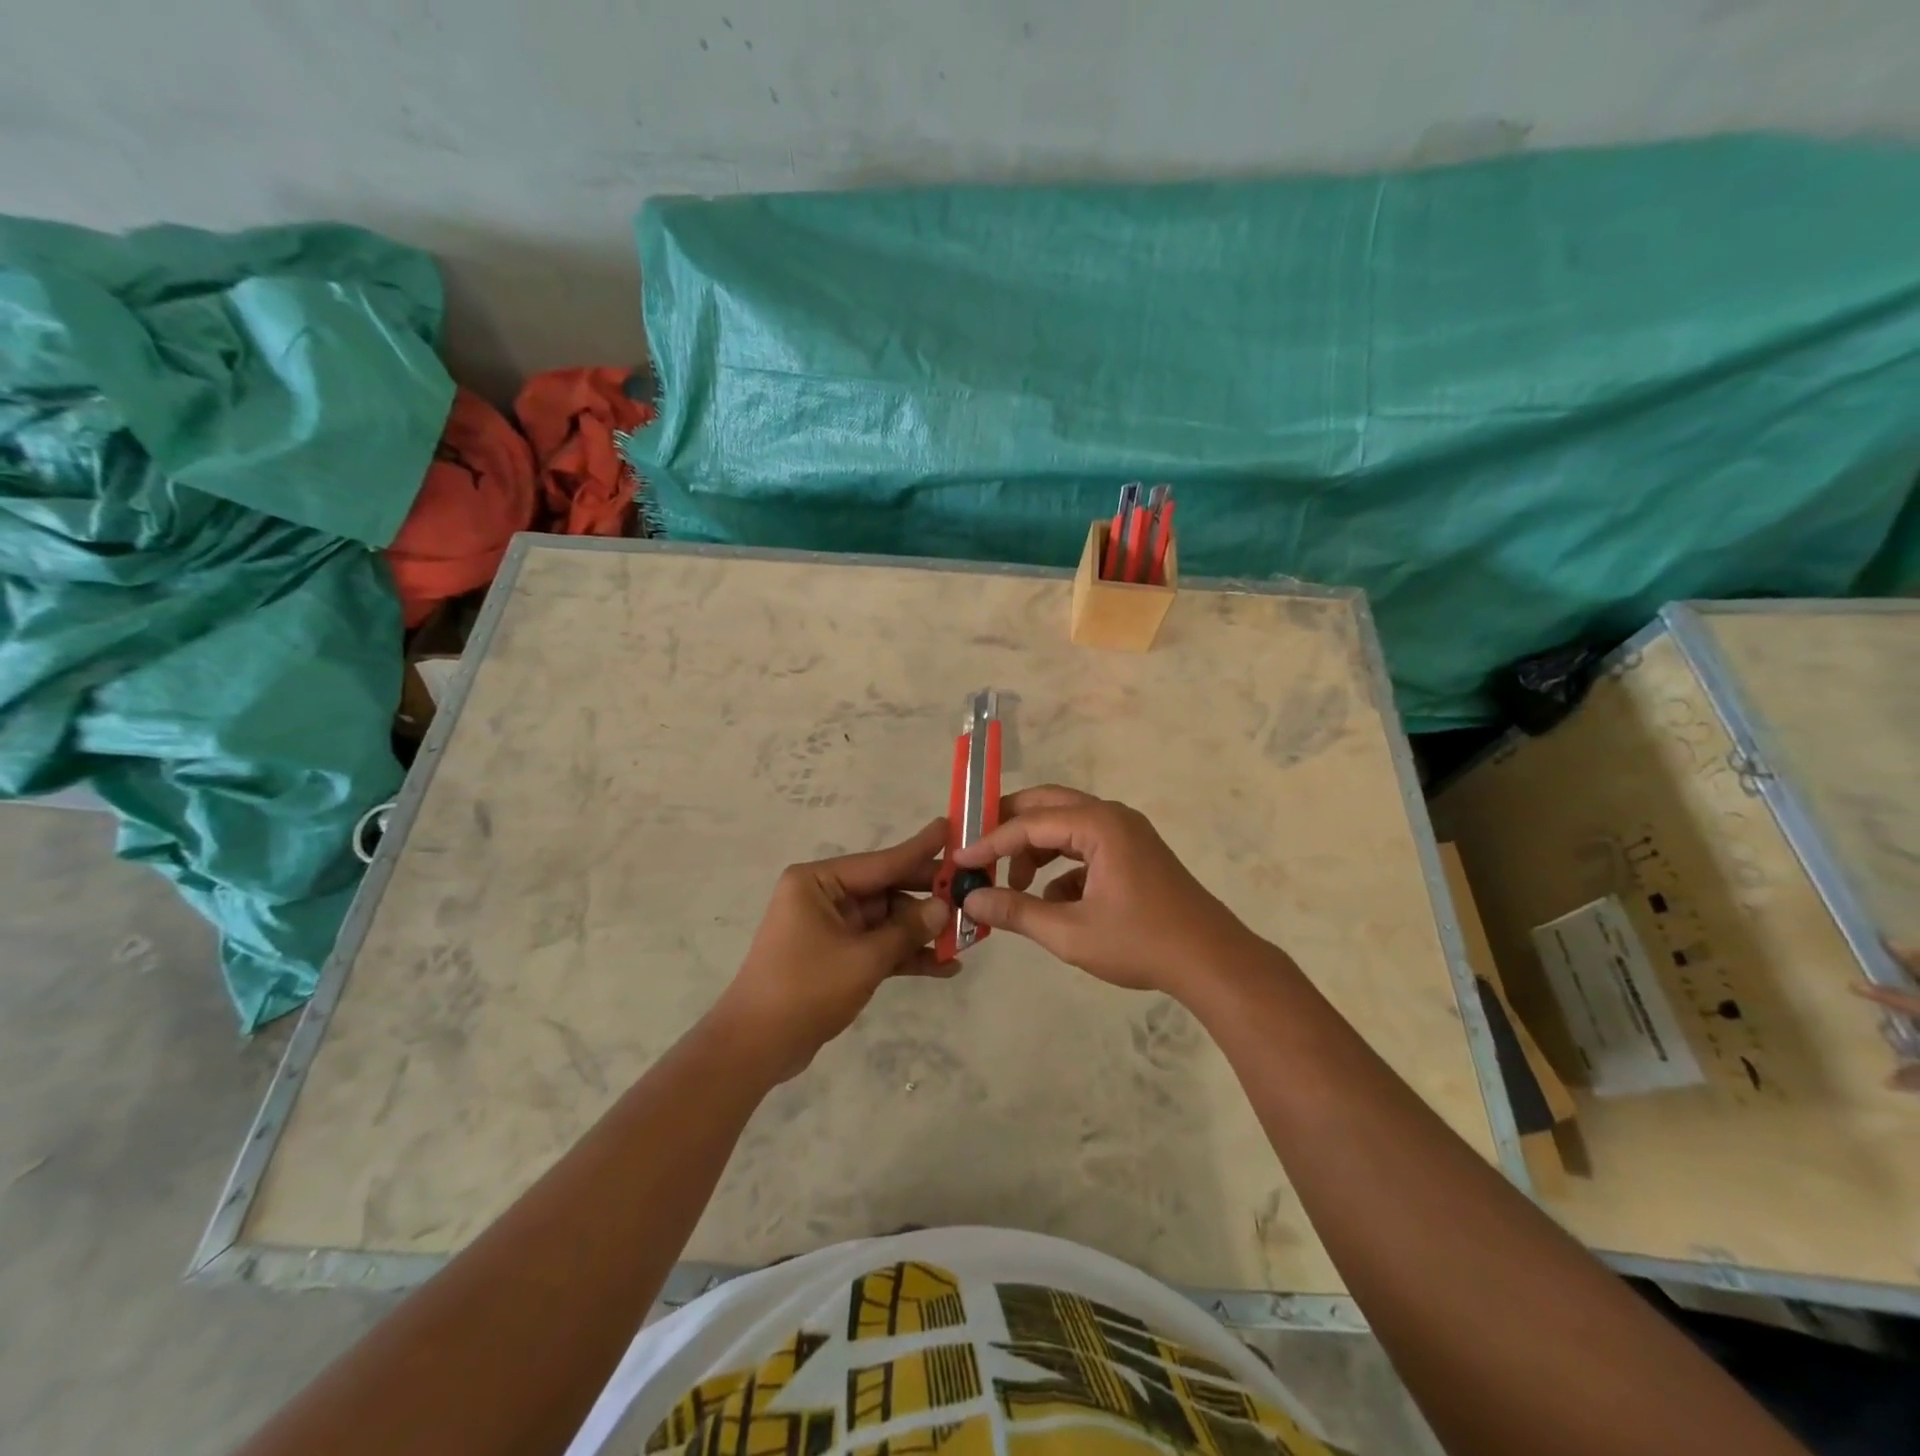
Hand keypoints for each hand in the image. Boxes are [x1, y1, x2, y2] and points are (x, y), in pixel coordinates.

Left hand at [714, 820, 953, 1081]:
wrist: (755, 1048)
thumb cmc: (805, 990)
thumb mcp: (863, 959)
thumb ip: (906, 930)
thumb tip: (944, 907)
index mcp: (819, 882)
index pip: (881, 861)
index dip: (921, 849)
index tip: (952, 828)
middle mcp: (824, 896)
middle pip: (887, 889)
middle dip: (928, 898)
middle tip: (973, 892)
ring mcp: (830, 926)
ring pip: (887, 920)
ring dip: (921, 932)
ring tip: (967, 938)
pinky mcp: (836, 955)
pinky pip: (878, 946)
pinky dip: (905, 955)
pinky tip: (945, 967)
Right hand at [951, 785, 1258, 994]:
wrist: (1212, 961)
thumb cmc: (1141, 943)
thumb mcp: (1070, 932)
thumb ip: (1016, 912)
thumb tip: (970, 900)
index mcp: (1098, 825)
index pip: (1029, 823)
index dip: (989, 842)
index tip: (959, 861)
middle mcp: (1112, 817)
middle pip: (1047, 806)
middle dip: (1010, 827)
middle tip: (978, 849)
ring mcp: (1126, 833)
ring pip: (1066, 825)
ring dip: (1036, 848)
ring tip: (1016, 884)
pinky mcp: (1134, 853)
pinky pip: (1086, 846)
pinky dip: (1062, 866)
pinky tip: (1054, 902)